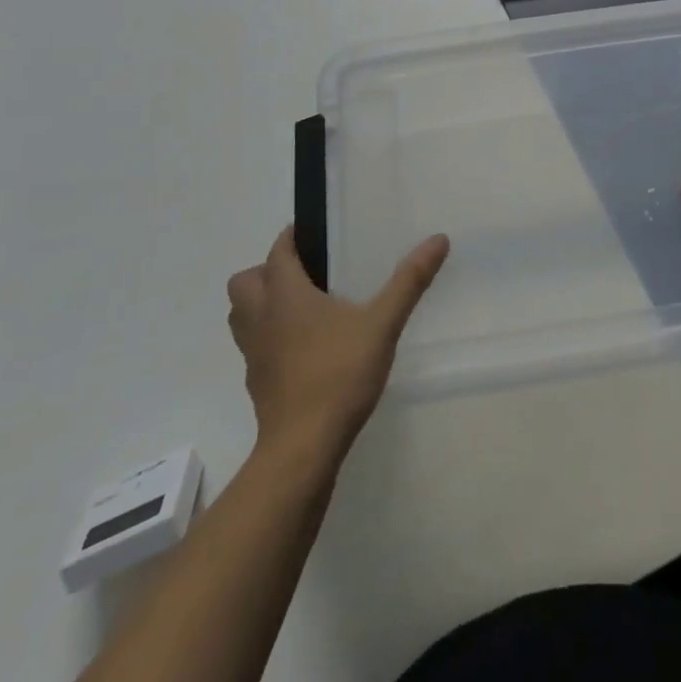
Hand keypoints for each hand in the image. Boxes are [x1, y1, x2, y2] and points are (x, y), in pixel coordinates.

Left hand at [226, 227, 449, 462]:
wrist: (303, 448)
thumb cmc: (338, 374)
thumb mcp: (382, 323)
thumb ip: (409, 281)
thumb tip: (438, 239)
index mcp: (285, 294)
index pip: (278, 251)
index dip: (292, 237)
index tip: (315, 233)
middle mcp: (261, 318)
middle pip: (245, 282)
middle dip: (267, 271)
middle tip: (306, 274)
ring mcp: (254, 354)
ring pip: (242, 316)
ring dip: (262, 305)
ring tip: (303, 308)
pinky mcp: (257, 383)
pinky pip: (254, 347)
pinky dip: (270, 339)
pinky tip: (305, 349)